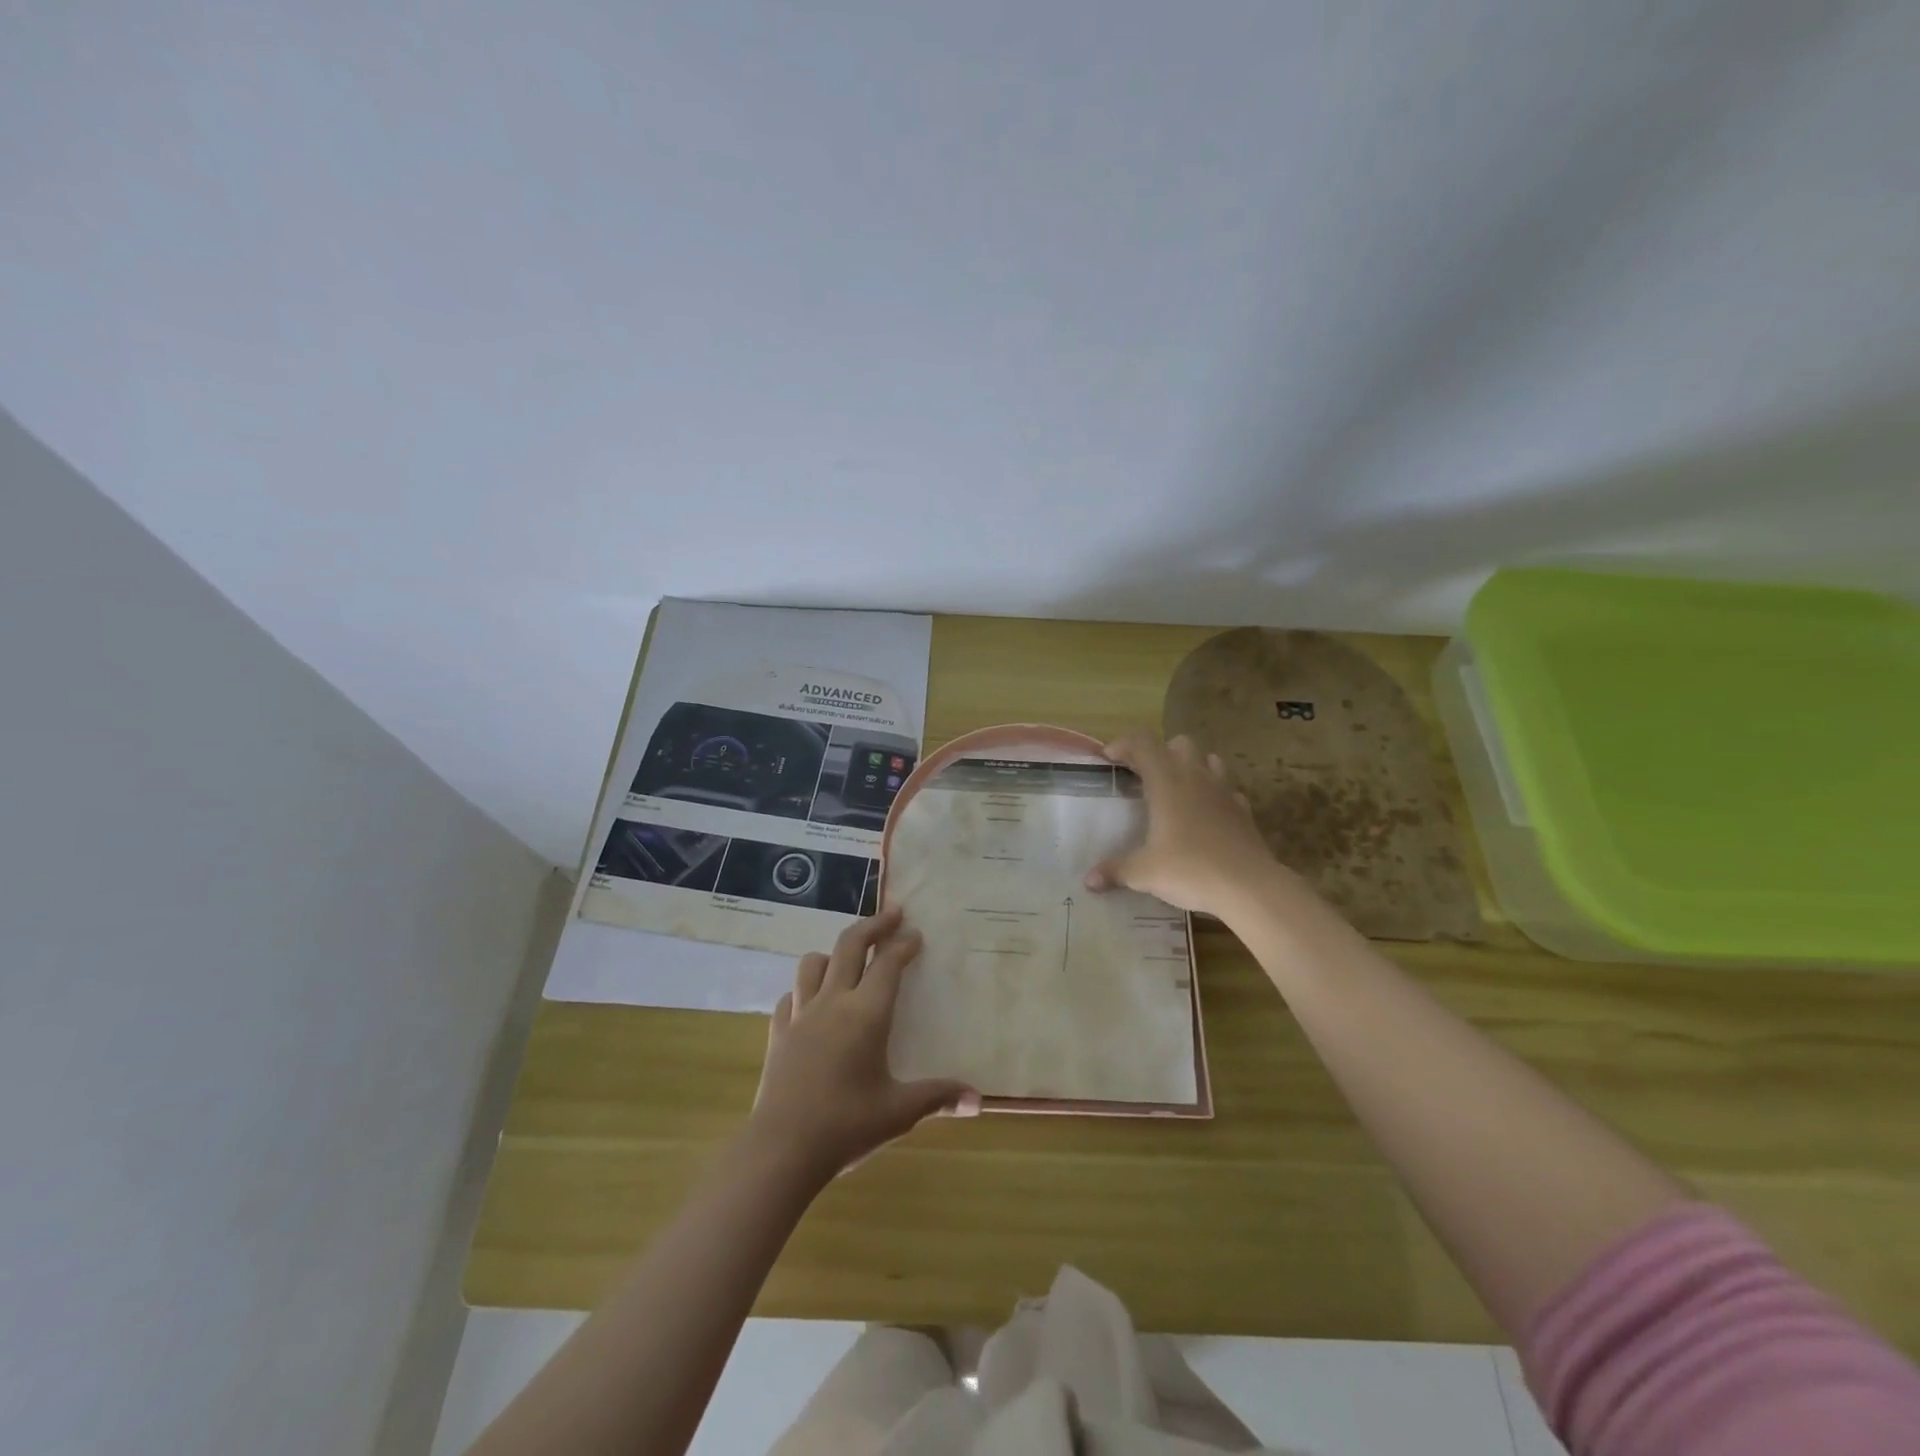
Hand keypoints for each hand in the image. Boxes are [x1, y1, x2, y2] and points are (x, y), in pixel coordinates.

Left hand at [750, 907, 979, 1178]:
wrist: (782, 1149)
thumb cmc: (846, 1125)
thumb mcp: (899, 1111)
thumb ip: (938, 1097)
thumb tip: (978, 1101)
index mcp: (866, 1014)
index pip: (888, 964)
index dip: (904, 944)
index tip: (916, 933)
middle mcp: (833, 1002)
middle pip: (850, 945)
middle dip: (873, 925)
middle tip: (892, 913)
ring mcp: (801, 1015)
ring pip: (813, 963)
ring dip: (834, 953)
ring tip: (848, 959)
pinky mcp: (778, 1033)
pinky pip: (791, 996)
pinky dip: (805, 990)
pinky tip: (812, 1003)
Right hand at [1085, 732, 1285, 919]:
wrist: (1249, 886)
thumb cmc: (1190, 869)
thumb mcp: (1144, 873)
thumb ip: (1115, 871)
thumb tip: (1089, 881)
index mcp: (1167, 781)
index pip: (1143, 743)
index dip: (1123, 745)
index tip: (1109, 759)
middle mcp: (1196, 777)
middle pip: (1179, 743)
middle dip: (1160, 752)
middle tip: (1144, 776)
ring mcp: (1224, 791)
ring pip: (1209, 759)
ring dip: (1191, 766)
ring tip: (1176, 789)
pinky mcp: (1244, 811)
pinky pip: (1227, 790)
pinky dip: (1214, 794)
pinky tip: (1206, 815)